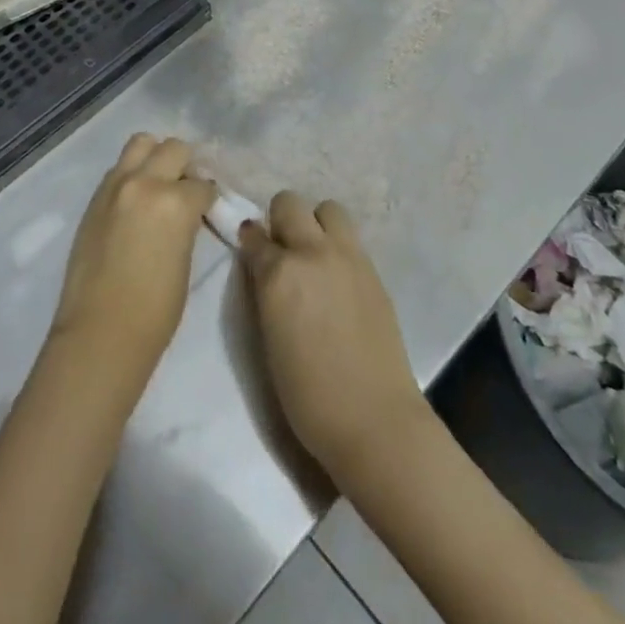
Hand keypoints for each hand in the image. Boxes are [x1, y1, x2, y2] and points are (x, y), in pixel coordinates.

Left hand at [51, 134, 214, 386]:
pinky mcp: (95, 197)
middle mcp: (145, 182)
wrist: (100, 332)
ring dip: (155, 157)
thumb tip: (187, 211)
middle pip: (174, 148)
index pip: (203, 183)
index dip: (209, 196)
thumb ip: (186, 223)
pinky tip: (136, 199)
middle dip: (186, 165)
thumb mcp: (185, 260)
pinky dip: (132, 173)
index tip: (209, 207)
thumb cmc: (155, 310)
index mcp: (175, 201)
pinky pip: (119, 169)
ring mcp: (115, 185)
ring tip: (160, 182)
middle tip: (187, 189)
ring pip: (141, 143)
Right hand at [239, 192, 428, 482]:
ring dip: (315, 224)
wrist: (374, 420)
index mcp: (279, 272)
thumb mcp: (268, 337)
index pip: (254, 235)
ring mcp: (347, 257)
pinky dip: (338, 246)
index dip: (250, 242)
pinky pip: (350, 238)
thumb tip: (264, 266)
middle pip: (289, 203)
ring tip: (314, 256)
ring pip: (328, 209)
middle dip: (281, 219)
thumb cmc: (308, 395)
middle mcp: (312, 252)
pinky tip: (337, 277)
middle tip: (282, 250)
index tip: (251, 250)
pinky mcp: (373, 270)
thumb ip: (265, 290)